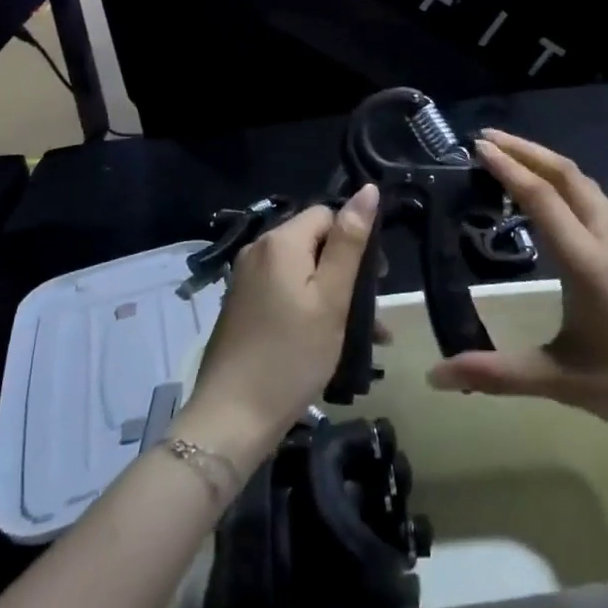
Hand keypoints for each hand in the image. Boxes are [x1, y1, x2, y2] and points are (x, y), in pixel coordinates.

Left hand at [177, 186, 378, 466]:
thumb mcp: (331, 298)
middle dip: (345, 270)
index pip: (327, 214)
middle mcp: (258, 251)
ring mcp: (245, 279)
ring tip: (362, 335)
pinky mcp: (241, 306)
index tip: (376, 280)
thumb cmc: (291, 355)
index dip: (355, 239)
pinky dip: (307, 306)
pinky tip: (327, 340)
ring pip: (300, 271)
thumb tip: (367, 190)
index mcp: (280, 241)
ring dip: (331, 294)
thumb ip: (350, 242)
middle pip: (313, 241)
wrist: (232, 417)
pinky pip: (283, 291)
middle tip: (371, 312)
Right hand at [427, 131, 607, 447]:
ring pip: (588, 188)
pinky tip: (560, 208)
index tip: (478, 145)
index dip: (509, 168)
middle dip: (528, 150)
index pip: (543, 198)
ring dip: (550, 165)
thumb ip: (498, 375)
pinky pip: (600, 206)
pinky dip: (569, 188)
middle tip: (489, 139)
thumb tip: (437, 376)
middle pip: (569, 176)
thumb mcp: (565, 382)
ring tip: (518, 162)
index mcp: (588, 262)